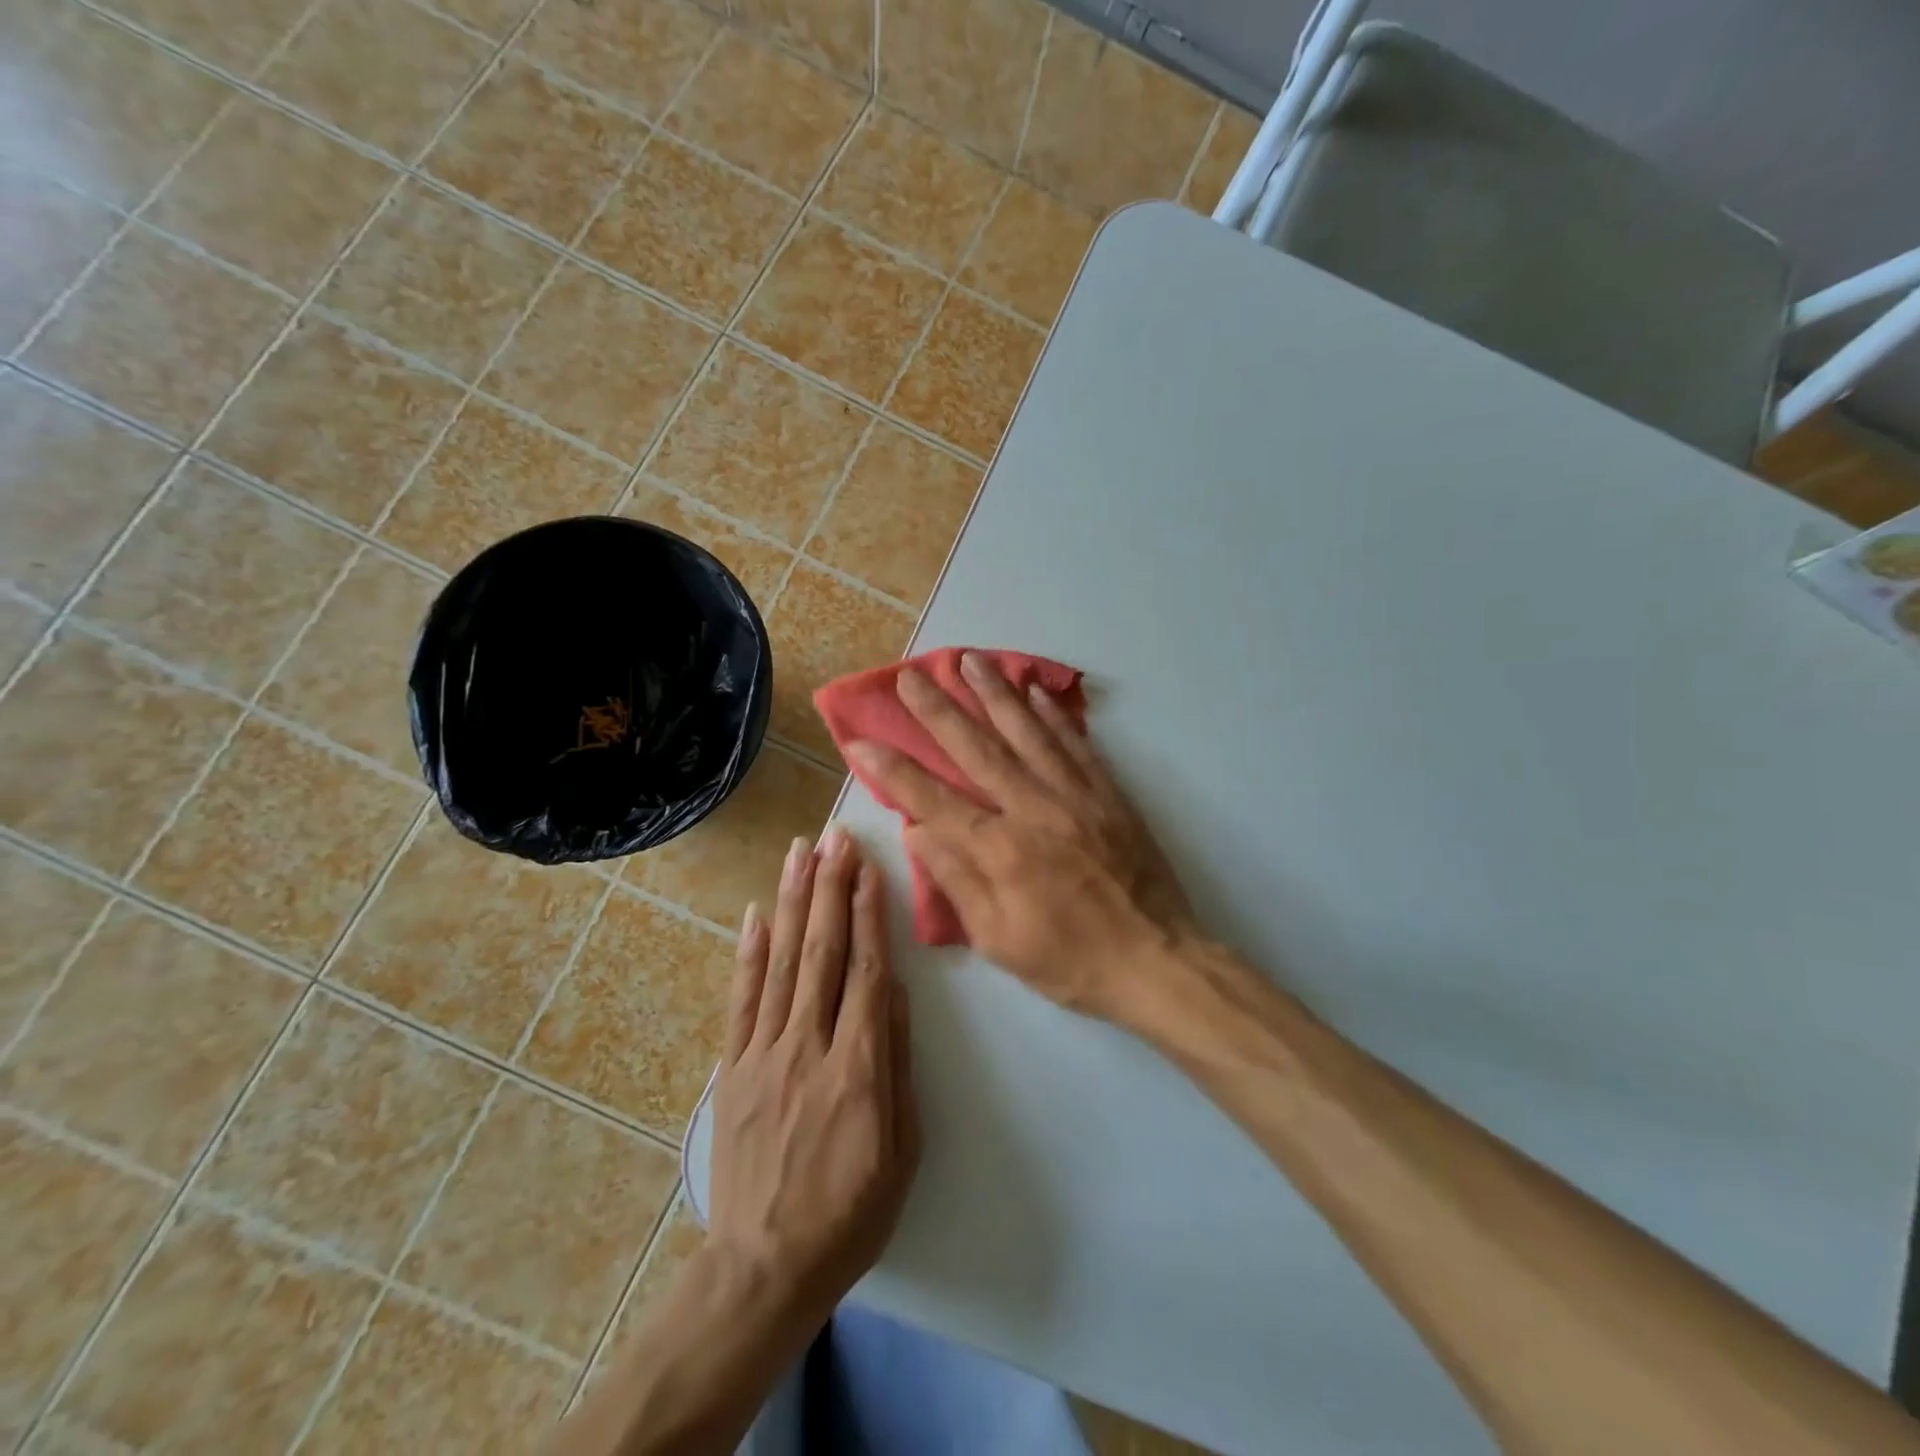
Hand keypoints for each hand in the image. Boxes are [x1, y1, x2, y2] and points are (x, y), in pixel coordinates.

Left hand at [708, 830, 919, 1327]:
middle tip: (835, 837)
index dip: (868, 914)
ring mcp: (763, 1054)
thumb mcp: (902, 1148)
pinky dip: (749, 953)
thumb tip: (897, 992)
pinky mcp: (732, 1068)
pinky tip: (756, 912)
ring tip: (800, 853)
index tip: (868, 868)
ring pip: (781, 962)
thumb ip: (897, 1063)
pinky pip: (742, 1000)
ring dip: (792, 902)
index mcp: (858, 1068)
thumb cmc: (851, 1212)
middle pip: (822, 952)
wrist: (764, 1266)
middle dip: (830, 888)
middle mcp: (808, 1047)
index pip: (867, 971)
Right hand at [845, 653, 1195, 1022]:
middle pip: (977, 749)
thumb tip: (916, 830)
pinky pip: (1076, 744)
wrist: (1156, 960)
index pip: (932, 799)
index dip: (893, 769)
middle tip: (911, 675)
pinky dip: (1053, 715)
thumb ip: (957, 880)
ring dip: (994, 693)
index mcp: (1000, 850)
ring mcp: (1075, 795)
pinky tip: (1035, 690)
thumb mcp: (998, 940)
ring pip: (1027, 732)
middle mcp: (1034, 809)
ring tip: (969, 660)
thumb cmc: (1070, 961)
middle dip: (938, 710)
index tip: (861, 739)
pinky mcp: (1108, 794)